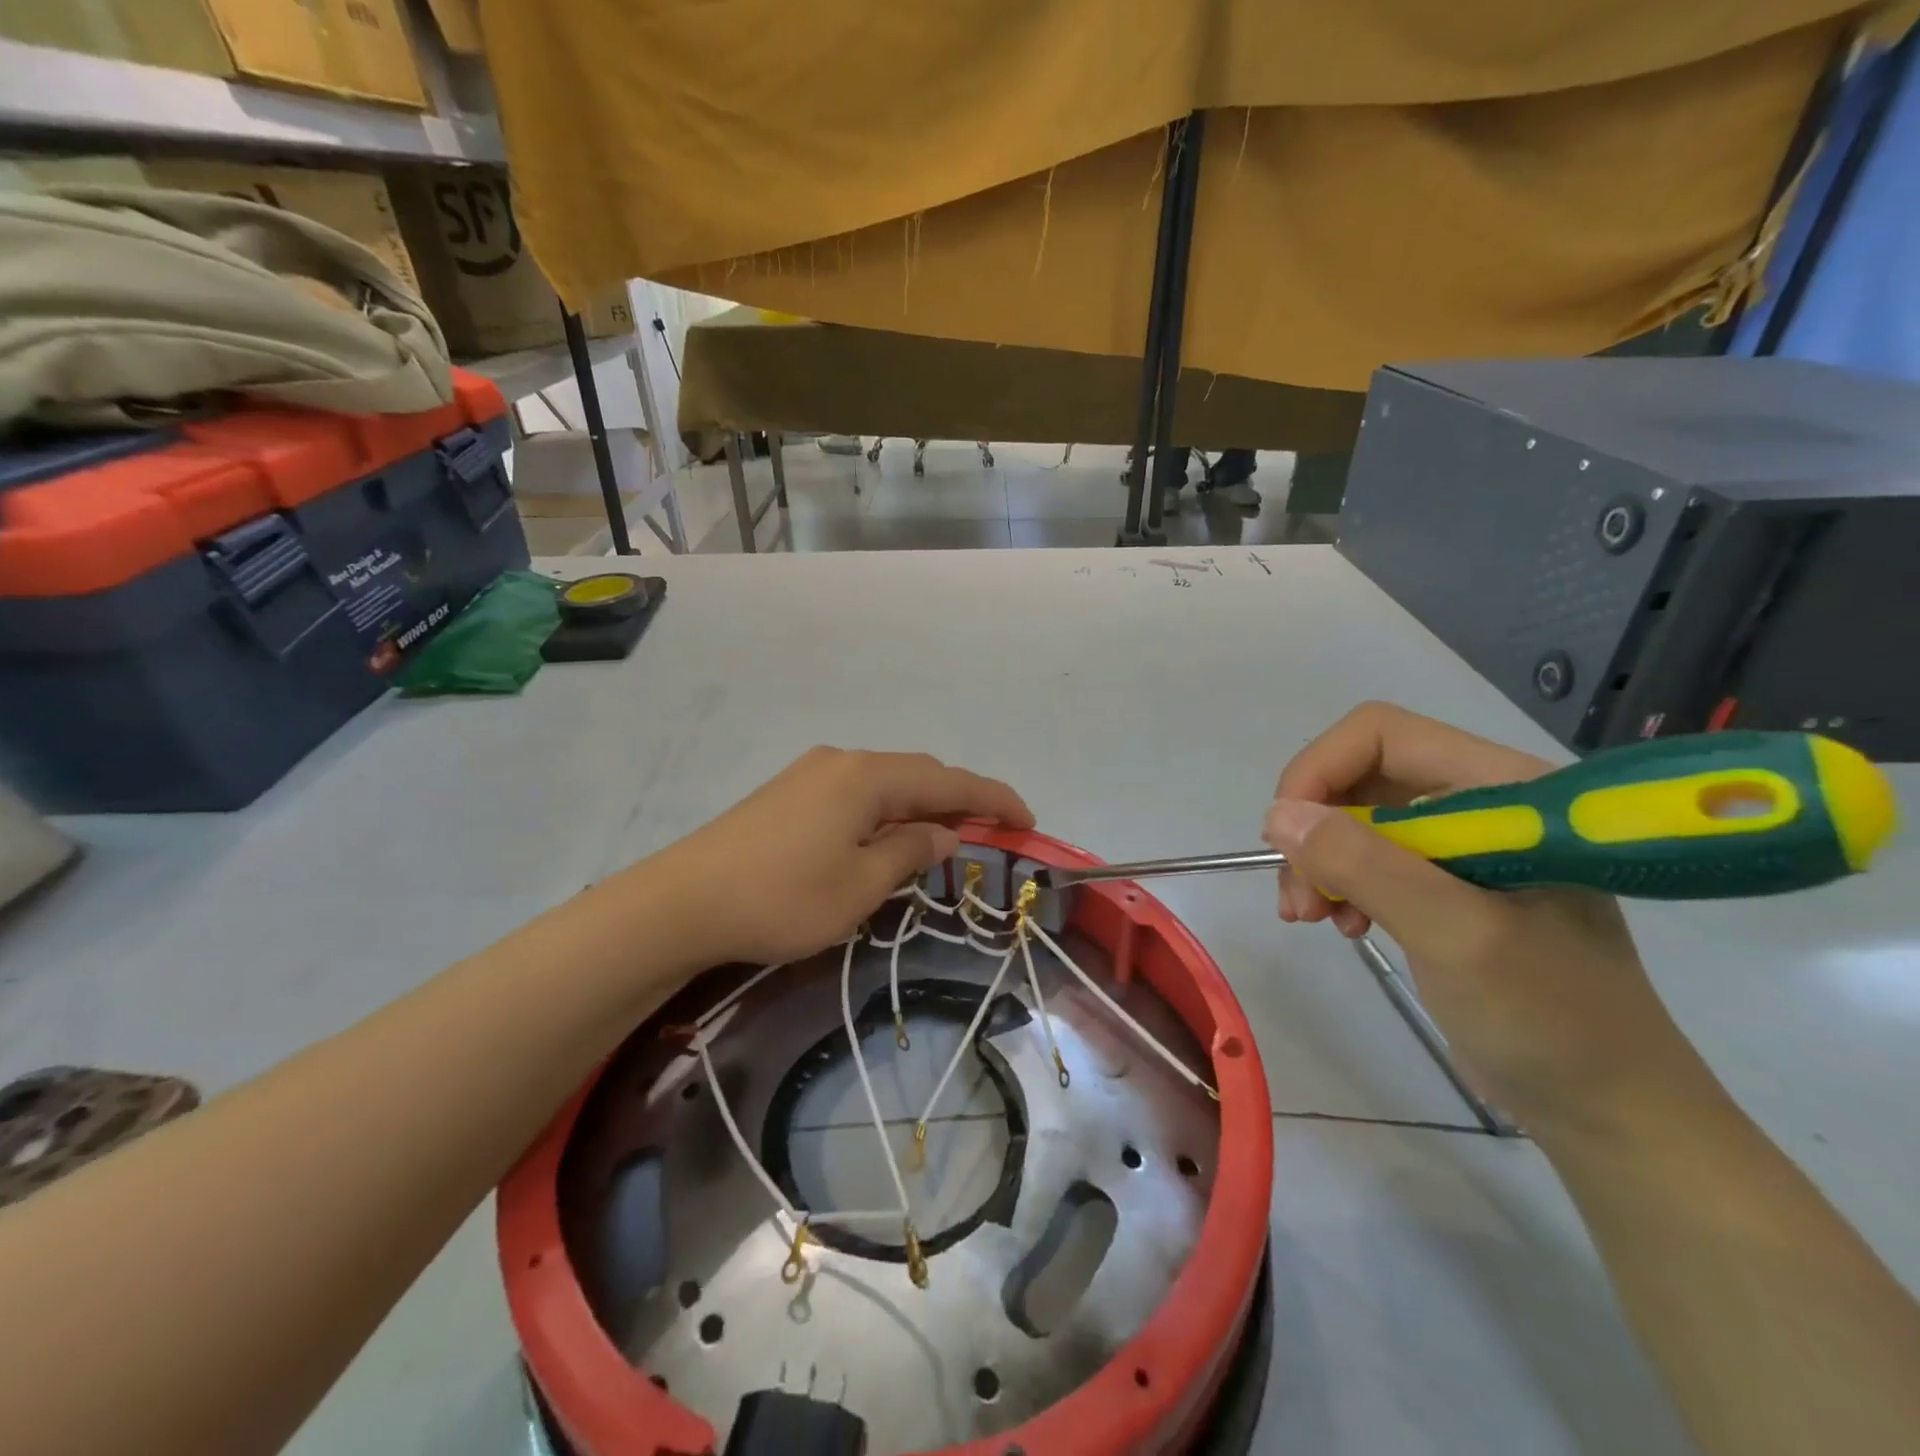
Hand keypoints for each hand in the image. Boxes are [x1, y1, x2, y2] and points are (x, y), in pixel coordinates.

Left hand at [651, 747, 1033, 967]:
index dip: (993, 799)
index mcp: (868, 777)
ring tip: (944, 839)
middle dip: (959, 801)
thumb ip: (910, 852)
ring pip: (886, 784)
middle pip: (918, 774)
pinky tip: (886, 838)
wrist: (681, 902)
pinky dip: (886, 812)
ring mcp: (811, 774)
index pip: (949, 781)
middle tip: (990, 833)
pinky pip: (857, 794)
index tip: (1028, 820)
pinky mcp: (788, 793)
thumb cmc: (783, 897)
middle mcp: (843, 762)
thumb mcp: (861, 886)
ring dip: (920, 807)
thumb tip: (942, 833)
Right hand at [1262, 703, 1708, 1133]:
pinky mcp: (1446, 883)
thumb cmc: (1552, 1019)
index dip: (1320, 770)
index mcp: (1503, 789)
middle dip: (1315, 828)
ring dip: (1318, 861)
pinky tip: (1341, 925)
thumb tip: (1277, 816)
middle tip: (1298, 895)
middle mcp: (1480, 802)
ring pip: (1354, 817)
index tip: (1288, 838)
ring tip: (1311, 917)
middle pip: (1359, 774)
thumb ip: (1367, 866)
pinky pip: (1367, 856)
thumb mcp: (1455, 936)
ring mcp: (1462, 845)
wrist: (1610, 1111)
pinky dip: (1338, 884)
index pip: (1382, 734)